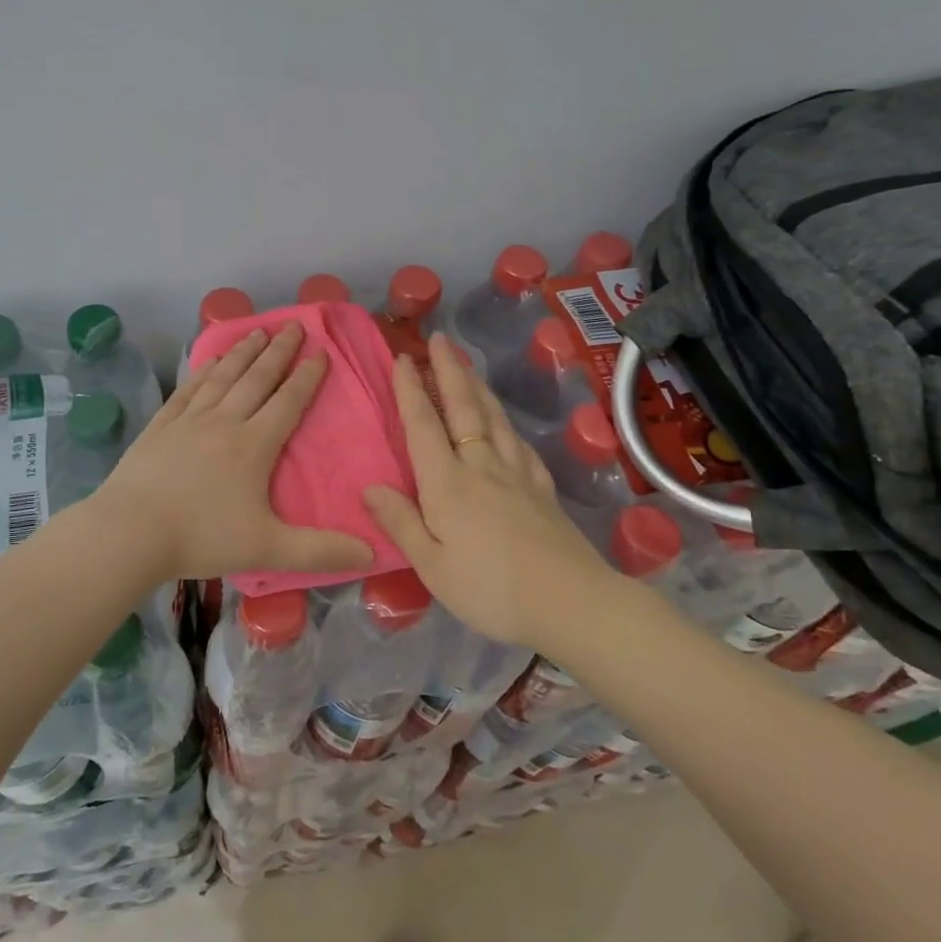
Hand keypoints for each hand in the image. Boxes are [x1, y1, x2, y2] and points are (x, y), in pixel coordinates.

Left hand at [87, 323, 375, 582]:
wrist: (130, 533)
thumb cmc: (202, 538)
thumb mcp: (268, 549)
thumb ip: (319, 552)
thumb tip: (371, 553)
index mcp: (254, 446)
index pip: (288, 402)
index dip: (307, 377)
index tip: (321, 352)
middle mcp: (224, 423)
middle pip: (257, 379)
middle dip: (278, 352)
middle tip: (293, 325)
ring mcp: (188, 421)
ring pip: (222, 378)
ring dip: (242, 353)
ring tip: (258, 331)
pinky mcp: (160, 427)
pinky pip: (187, 391)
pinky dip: (202, 373)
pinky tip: (208, 361)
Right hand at [363, 332, 618, 649]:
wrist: (571, 602)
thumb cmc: (491, 589)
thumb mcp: (433, 566)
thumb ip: (401, 523)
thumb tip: (369, 486)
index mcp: (448, 484)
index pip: (424, 426)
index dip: (411, 391)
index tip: (403, 358)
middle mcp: (482, 467)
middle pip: (463, 408)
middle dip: (449, 370)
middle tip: (439, 339)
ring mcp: (517, 474)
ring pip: (493, 418)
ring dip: (476, 386)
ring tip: (467, 365)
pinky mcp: (542, 488)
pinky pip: (519, 442)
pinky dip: (506, 423)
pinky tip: (505, 423)